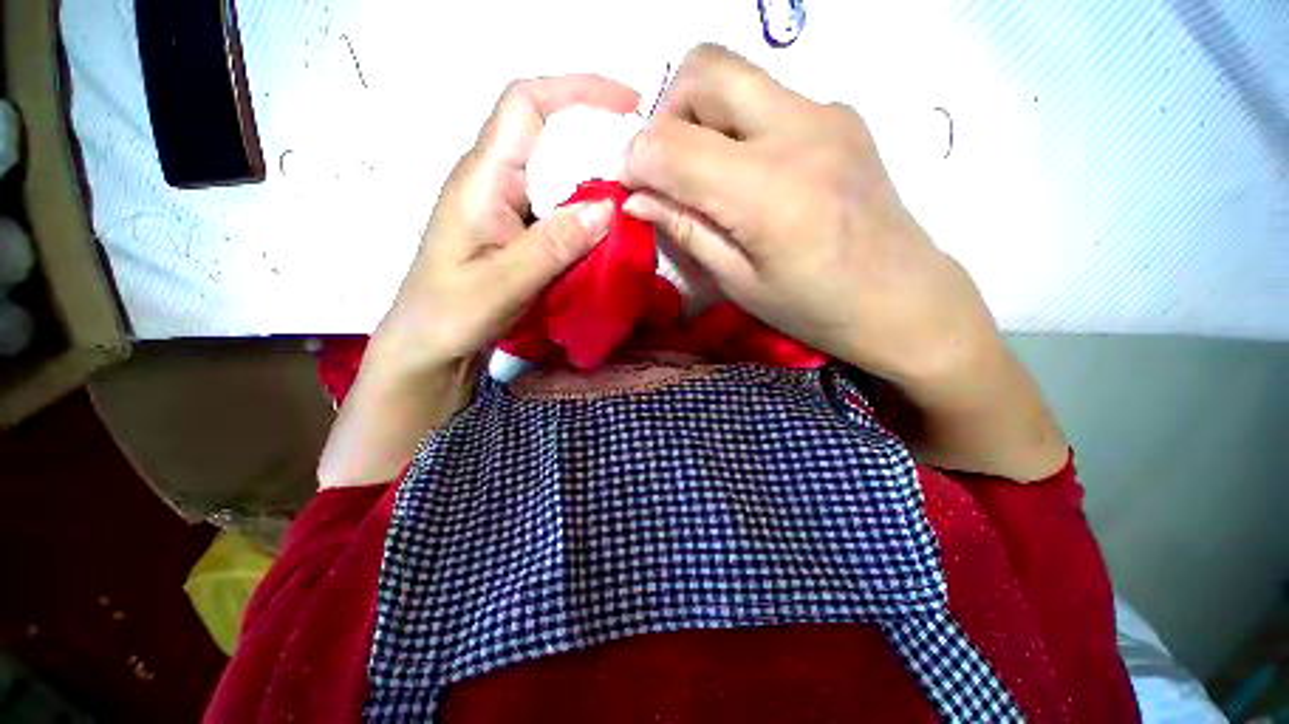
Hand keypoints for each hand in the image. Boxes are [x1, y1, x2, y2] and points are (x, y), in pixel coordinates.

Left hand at [319, 75, 638, 488]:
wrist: (429, 348)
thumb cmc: (449, 316)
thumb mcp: (502, 283)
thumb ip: (553, 245)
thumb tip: (610, 207)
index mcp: (481, 179)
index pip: (526, 105)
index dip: (576, 90)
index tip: (627, 103)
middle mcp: (494, 181)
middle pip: (548, 133)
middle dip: (597, 133)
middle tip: (643, 158)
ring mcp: (507, 208)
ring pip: (557, 174)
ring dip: (596, 177)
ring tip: (634, 193)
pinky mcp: (518, 232)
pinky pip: (559, 208)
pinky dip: (588, 210)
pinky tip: (609, 229)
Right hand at [621, 45, 1066, 480]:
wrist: (905, 300)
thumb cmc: (816, 309)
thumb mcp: (740, 284)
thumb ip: (686, 231)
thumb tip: (637, 197)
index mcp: (769, 192)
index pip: (673, 144)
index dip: (635, 159)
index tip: (628, 184)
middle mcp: (800, 131)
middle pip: (705, 69)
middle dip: (666, 112)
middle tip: (666, 167)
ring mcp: (828, 113)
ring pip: (737, 74)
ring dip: (701, 115)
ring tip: (705, 173)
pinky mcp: (842, 115)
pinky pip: (769, 97)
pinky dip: (737, 124)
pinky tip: (749, 173)